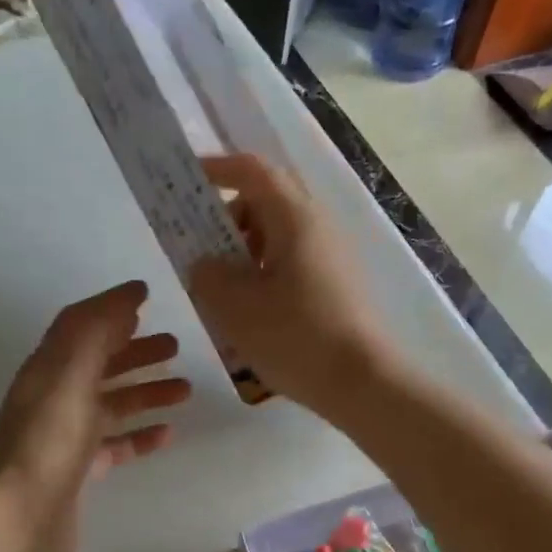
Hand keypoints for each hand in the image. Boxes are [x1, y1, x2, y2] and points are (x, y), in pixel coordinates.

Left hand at [0, 281, 188, 551]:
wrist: (19, 519)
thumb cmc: (47, 441)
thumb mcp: (69, 375)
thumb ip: (96, 332)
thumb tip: (127, 298)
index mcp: (48, 369)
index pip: (80, 326)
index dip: (111, 308)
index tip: (148, 297)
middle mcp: (54, 397)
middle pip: (98, 363)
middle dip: (135, 350)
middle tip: (175, 346)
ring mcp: (66, 436)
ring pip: (111, 404)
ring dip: (145, 392)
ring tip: (185, 390)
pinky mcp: (79, 471)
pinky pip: (115, 444)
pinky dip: (140, 435)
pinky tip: (167, 434)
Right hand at [188, 154, 394, 420]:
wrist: (363, 383)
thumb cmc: (295, 337)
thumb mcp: (236, 308)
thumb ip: (209, 275)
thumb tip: (206, 264)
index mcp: (294, 218)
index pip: (253, 172)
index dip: (217, 169)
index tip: (188, 181)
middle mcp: (319, 227)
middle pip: (268, 201)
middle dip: (230, 217)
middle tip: (204, 250)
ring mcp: (333, 257)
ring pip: (281, 235)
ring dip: (247, 250)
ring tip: (225, 290)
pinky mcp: (339, 285)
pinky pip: (295, 262)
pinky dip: (267, 273)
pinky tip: (254, 312)